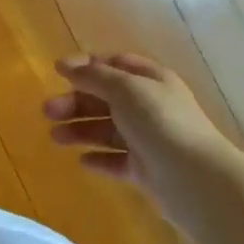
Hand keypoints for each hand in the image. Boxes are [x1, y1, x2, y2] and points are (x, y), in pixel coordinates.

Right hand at [44, 54, 229, 206]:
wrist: (195, 179)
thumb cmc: (161, 123)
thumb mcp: (126, 89)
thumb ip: (94, 76)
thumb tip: (65, 65)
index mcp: (151, 80)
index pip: (115, 64)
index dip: (86, 66)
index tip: (57, 72)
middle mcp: (150, 106)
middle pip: (106, 98)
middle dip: (75, 102)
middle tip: (47, 112)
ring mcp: (149, 139)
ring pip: (107, 130)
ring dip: (80, 130)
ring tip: (55, 138)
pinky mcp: (146, 169)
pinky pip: (116, 160)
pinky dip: (99, 158)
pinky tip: (82, 161)